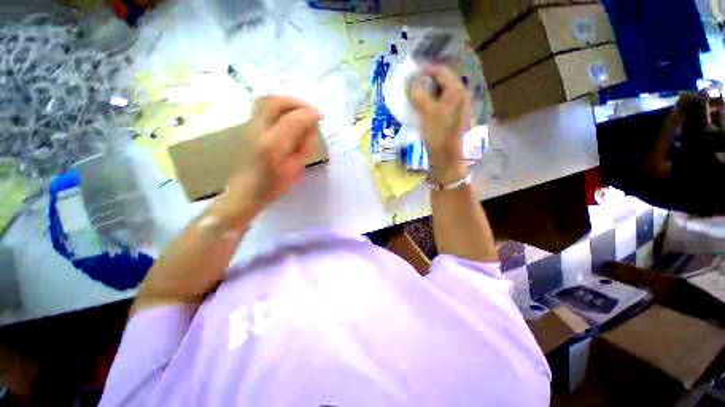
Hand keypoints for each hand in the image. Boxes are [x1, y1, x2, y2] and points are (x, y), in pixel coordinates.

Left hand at [219, 96, 320, 226]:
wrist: (245, 191)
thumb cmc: (273, 186)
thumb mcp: (295, 170)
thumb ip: (305, 147)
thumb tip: (312, 128)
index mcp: (272, 146)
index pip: (292, 120)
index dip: (309, 114)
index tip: (321, 115)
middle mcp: (257, 131)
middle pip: (276, 103)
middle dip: (296, 102)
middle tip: (310, 110)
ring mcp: (249, 127)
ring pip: (266, 101)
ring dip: (286, 101)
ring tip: (299, 111)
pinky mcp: (247, 127)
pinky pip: (261, 107)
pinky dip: (277, 105)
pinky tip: (286, 115)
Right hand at [409, 65, 470, 184]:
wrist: (446, 158)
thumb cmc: (438, 133)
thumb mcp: (426, 112)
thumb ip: (417, 93)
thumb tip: (410, 81)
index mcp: (457, 90)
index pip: (441, 70)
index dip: (424, 69)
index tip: (409, 72)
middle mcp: (460, 95)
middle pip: (441, 81)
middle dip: (425, 82)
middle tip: (410, 85)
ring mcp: (457, 107)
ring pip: (439, 94)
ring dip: (426, 93)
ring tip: (413, 97)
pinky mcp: (452, 118)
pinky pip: (439, 104)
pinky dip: (429, 103)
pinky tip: (420, 109)